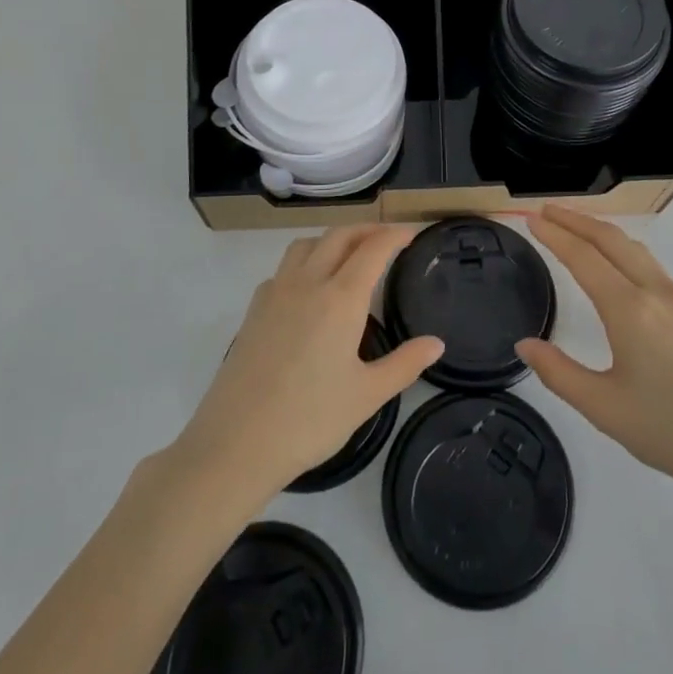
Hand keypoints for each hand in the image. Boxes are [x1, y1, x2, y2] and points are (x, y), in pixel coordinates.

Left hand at [172, 226, 443, 504]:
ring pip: (306, 245)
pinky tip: (309, 289)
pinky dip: (304, 262)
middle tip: (387, 238)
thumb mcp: (367, 395)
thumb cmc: (310, 420)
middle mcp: (307, 283)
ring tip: (349, 255)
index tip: (411, 233)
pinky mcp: (254, 310)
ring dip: (332, 239)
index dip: (394, 235)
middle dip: (366, 229)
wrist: (236, 444)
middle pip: (339, 236)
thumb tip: (436, 343)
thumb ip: (404, 364)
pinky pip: (283, 268)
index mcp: (340, 298)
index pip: (373, 249)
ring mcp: (275, 293)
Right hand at [516, 204, 672, 511]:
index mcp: (630, 310)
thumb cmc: (672, 432)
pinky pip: (650, 264)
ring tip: (575, 229)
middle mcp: (656, 292)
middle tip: (545, 211)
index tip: (530, 218)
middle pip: (611, 240)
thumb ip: (559, 373)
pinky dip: (622, 249)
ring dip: (601, 231)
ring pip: (635, 249)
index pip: (584, 257)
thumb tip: (525, 344)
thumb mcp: (605, 409)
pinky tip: (616, 264)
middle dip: (576, 220)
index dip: (554, 235)